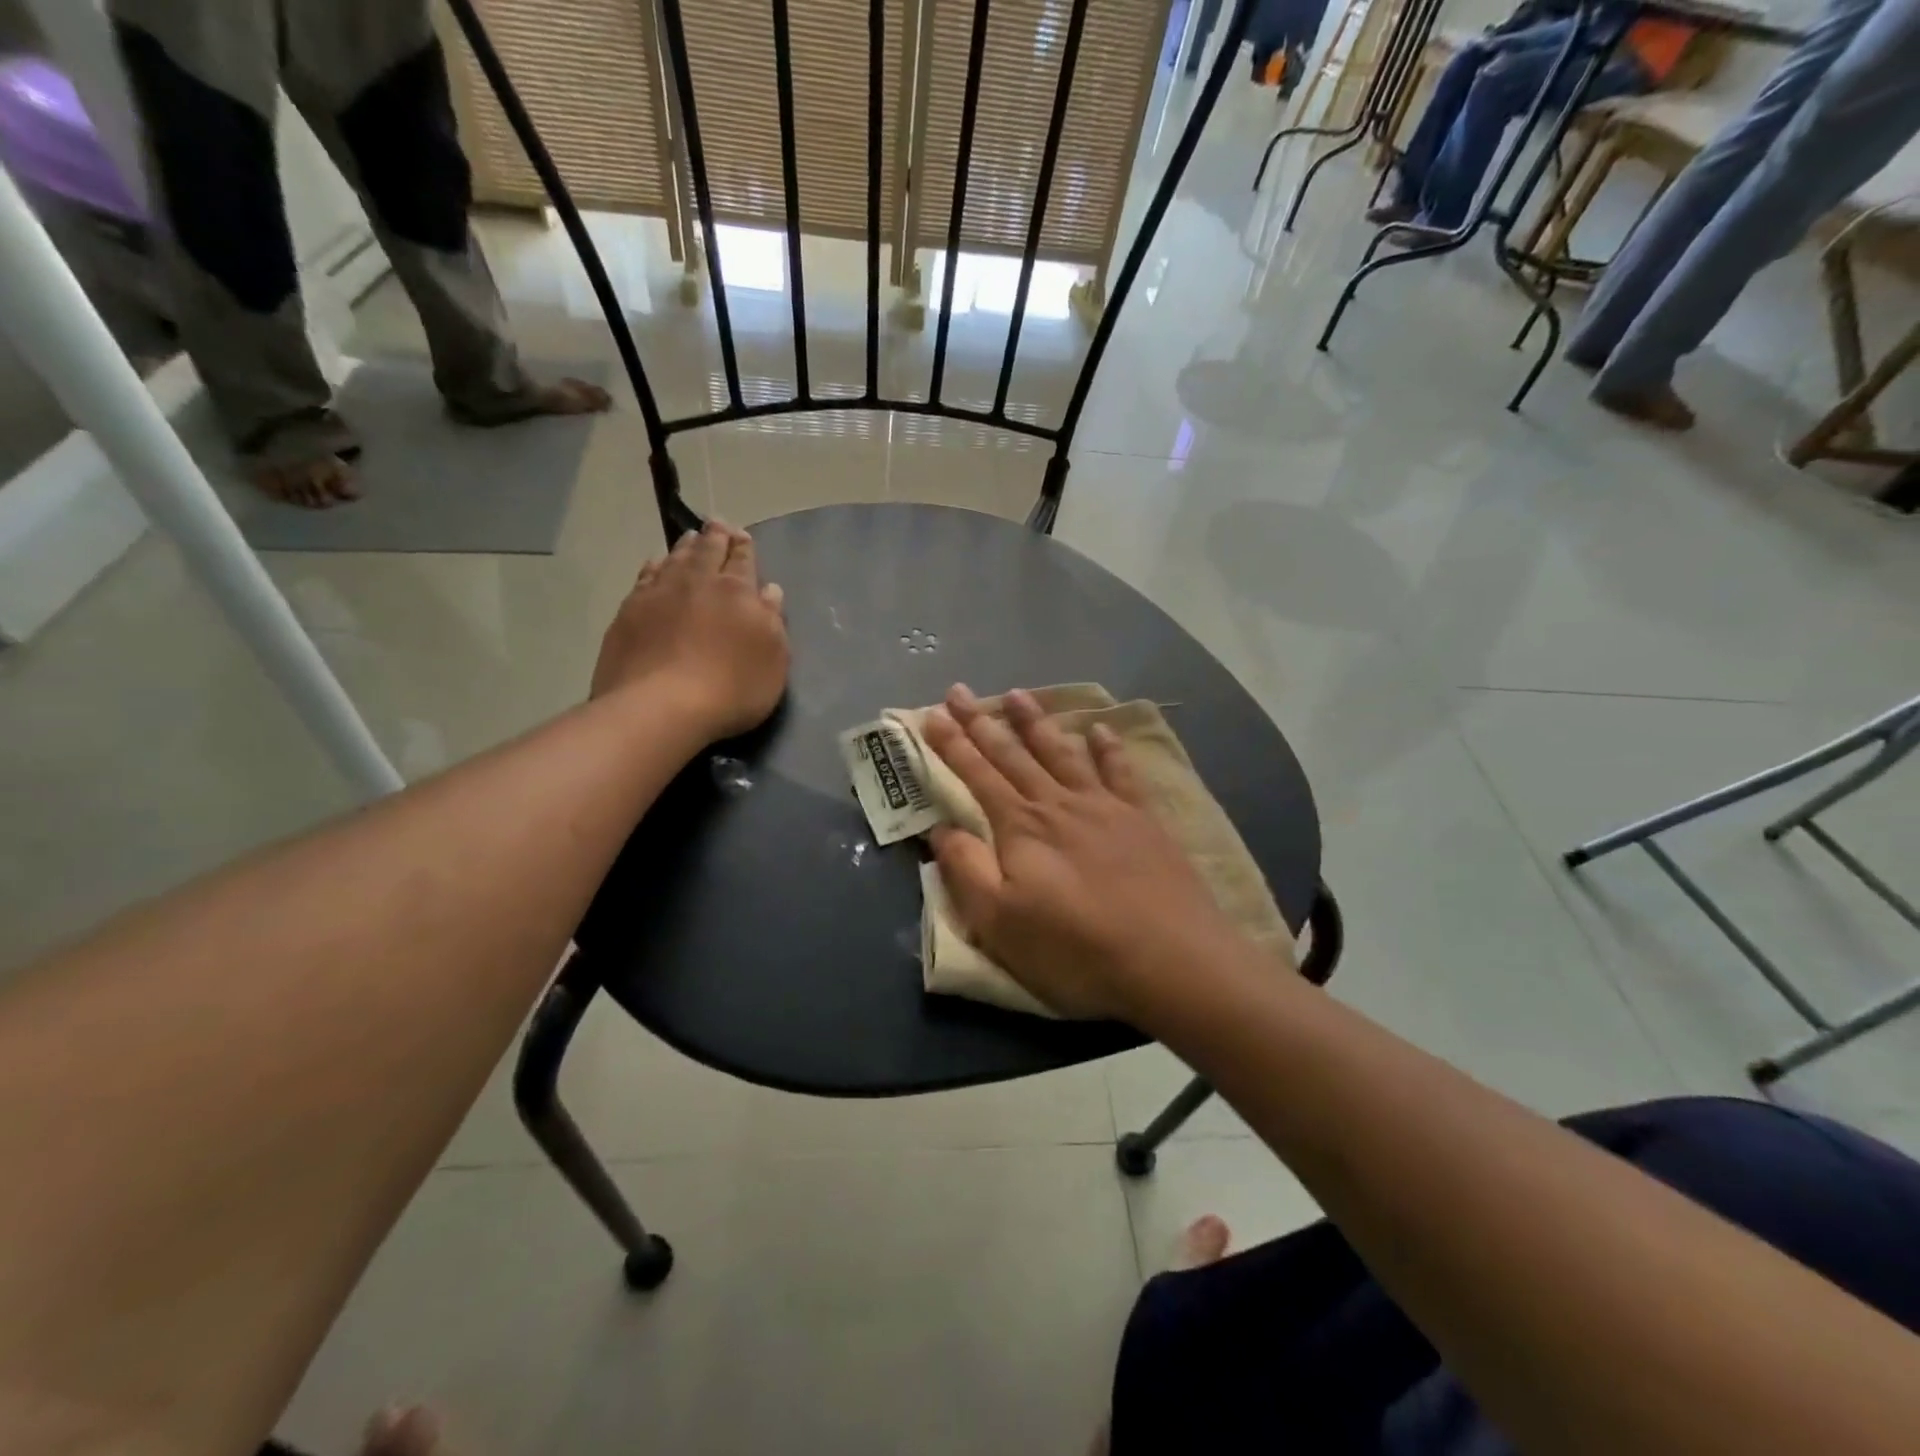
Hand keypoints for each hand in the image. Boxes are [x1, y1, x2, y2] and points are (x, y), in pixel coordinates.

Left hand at [591, 520, 788, 740]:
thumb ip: (773, 621)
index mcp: (737, 591)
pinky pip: (645, 577)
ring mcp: (658, 594)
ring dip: (685, 546)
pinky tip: (655, 565)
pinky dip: (654, 566)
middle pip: (707, 550)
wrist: (660, 707)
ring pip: (674, 559)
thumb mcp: (773, 661)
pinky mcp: (628, 612)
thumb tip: (769, 590)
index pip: (743, 560)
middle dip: (715, 536)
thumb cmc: (731, 689)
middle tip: (717, 523)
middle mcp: (697, 582)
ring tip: (690, 538)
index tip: (743, 535)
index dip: (744, 547)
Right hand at [922, 685, 1247, 1020]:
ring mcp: (1104, 807)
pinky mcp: (1142, 820)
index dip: (951, 744)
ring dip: (1036, 723)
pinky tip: (1100, 730)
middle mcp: (1058, 804)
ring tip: (1017, 694)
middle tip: (959, 691)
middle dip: (982, 722)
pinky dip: (1108, 748)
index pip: (976, 775)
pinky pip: (1121, 772)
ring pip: (1061, 753)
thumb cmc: (1075, 948)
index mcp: (1021, 827)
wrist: (1171, 960)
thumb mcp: (1000, 922)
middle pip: (1013, 754)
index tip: (932, 714)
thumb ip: (966, 870)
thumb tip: (941, 828)